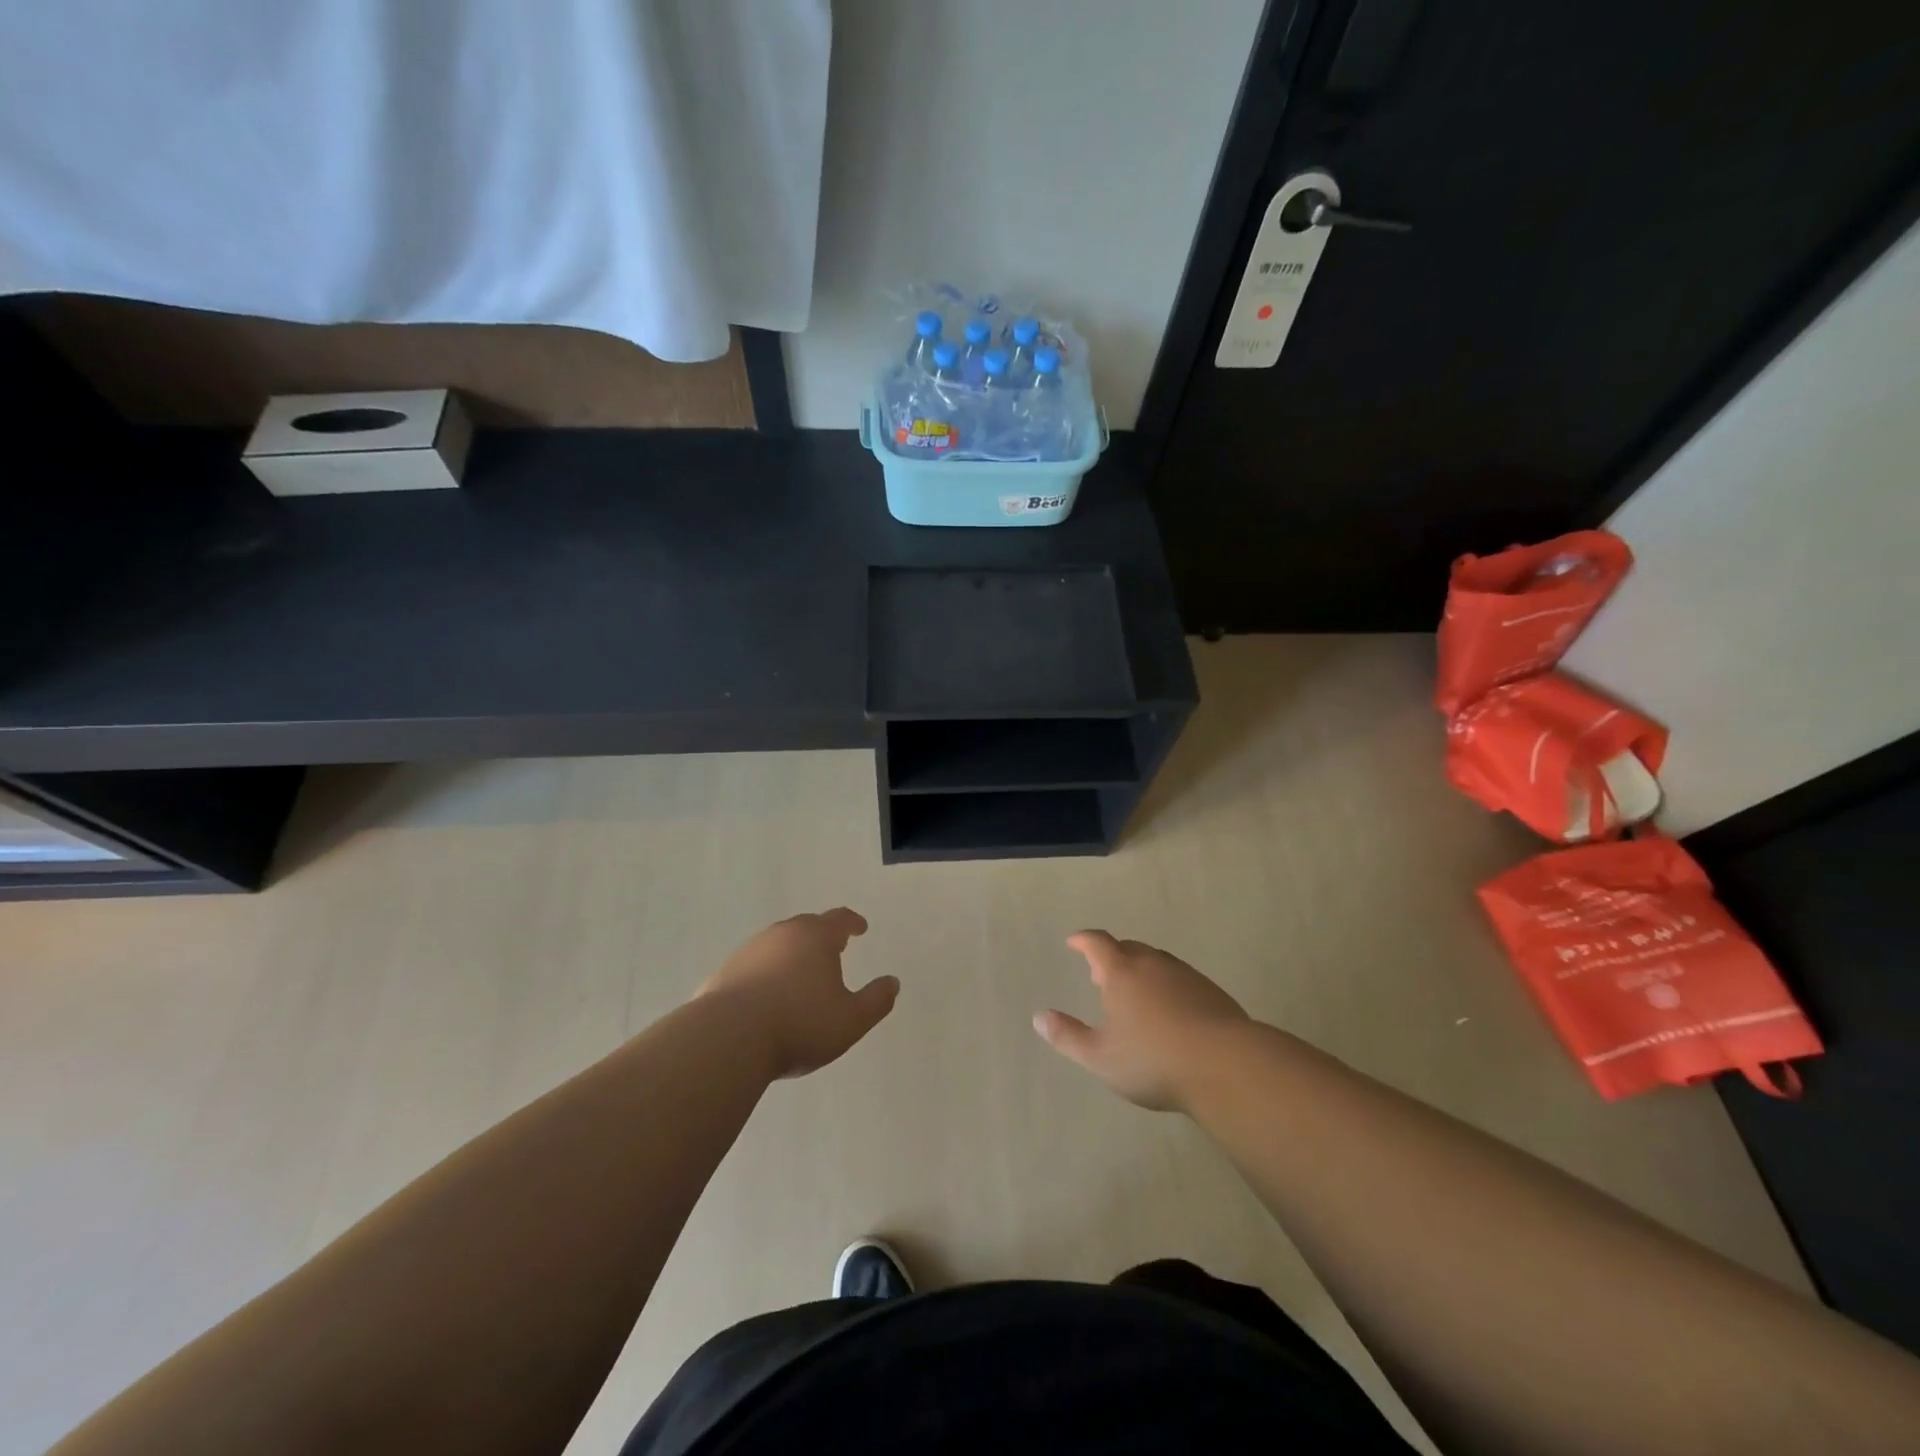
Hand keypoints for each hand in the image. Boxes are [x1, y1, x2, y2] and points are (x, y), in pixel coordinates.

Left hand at [699, 908, 897, 1079]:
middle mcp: (782, 934)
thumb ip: (876, 1000)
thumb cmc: (799, 1024)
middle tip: (832, 948)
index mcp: (816, 938)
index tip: (860, 927)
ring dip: (791, 954)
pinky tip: (765, 996)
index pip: (839, 919)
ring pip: (776, 944)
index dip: (852, 922)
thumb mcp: (851, 1020)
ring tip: (799, 974)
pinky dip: (764, 974)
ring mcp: (749, 951)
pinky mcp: (723, 973)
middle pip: (806, 926)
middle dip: (821, 935)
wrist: (728, 1038)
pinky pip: (752, 967)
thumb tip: (892, 982)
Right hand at [1033, 930, 1249, 1110]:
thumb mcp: (1101, 1057)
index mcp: (1121, 972)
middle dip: (1112, 956)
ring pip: (1156, 962)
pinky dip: (1167, 985)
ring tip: (1135, 992)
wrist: (1226, 1065)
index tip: (1074, 941)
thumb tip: (1038, 1017)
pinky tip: (1171, 1011)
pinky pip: (1180, 978)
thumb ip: (1068, 1036)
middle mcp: (1152, 964)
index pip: (1097, 943)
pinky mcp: (1211, 991)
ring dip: (1141, 969)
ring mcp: (1185, 975)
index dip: (1083, 940)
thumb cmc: (1153, 1060)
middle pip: (1128, 948)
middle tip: (1101, 973)